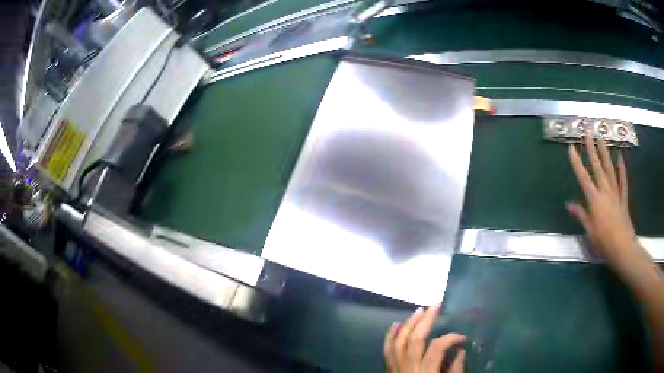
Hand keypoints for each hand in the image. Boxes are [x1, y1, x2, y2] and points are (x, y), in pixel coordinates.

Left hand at [384, 305, 465, 372]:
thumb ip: (456, 370)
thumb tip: (461, 350)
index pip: (437, 348)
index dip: (451, 337)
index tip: (463, 338)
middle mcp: (409, 369)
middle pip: (414, 340)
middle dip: (425, 320)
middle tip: (435, 305)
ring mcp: (396, 370)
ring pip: (399, 342)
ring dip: (408, 324)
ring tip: (419, 310)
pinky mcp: (390, 371)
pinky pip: (387, 351)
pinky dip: (391, 336)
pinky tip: (396, 324)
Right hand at [567, 133, 640, 268]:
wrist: (622, 247)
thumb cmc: (603, 242)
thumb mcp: (589, 231)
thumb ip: (581, 215)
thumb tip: (569, 204)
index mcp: (594, 200)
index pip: (583, 177)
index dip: (576, 162)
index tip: (570, 147)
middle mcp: (605, 191)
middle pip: (597, 167)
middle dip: (591, 149)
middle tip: (587, 132)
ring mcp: (615, 193)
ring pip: (610, 169)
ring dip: (605, 153)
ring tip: (601, 138)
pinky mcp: (623, 198)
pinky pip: (623, 181)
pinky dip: (622, 168)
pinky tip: (620, 157)